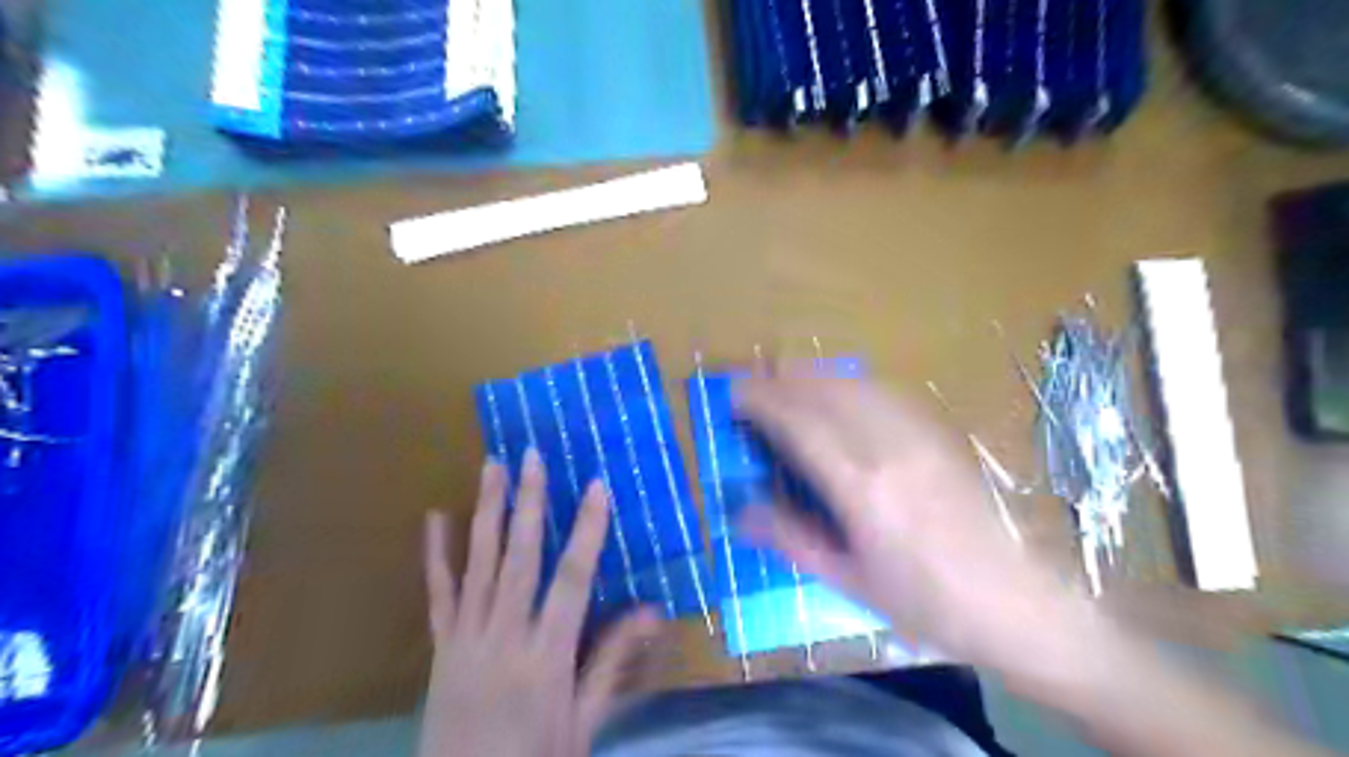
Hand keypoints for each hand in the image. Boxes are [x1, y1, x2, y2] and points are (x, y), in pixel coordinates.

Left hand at [419, 453, 657, 753]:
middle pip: (519, 559)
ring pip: (478, 564)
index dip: (587, 531)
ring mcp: (465, 638)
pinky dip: (435, 554)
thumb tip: (651, 612)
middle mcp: (504, 636)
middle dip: (529, 503)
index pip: (572, 580)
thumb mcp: (582, 723)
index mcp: (546, 657)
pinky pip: (437, 594)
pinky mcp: (440, 647)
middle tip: (532, 455)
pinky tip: (435, 518)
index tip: (597, 486)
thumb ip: (610, 663)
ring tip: (491, 467)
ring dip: (486, 512)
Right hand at [733, 377, 1083, 676]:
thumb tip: (742, 512)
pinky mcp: (940, 435)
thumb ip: (792, 539)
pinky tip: (842, 393)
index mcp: (861, 487)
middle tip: (752, 383)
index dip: (763, 402)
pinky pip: (887, 393)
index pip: (800, 424)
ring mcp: (919, 436)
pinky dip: (852, 384)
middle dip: (783, 380)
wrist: (1015, 603)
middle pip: (826, 393)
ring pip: (857, 385)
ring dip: (816, 376)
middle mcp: (889, 448)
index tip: (735, 395)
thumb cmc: (925, 602)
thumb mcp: (849, 581)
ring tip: (787, 380)